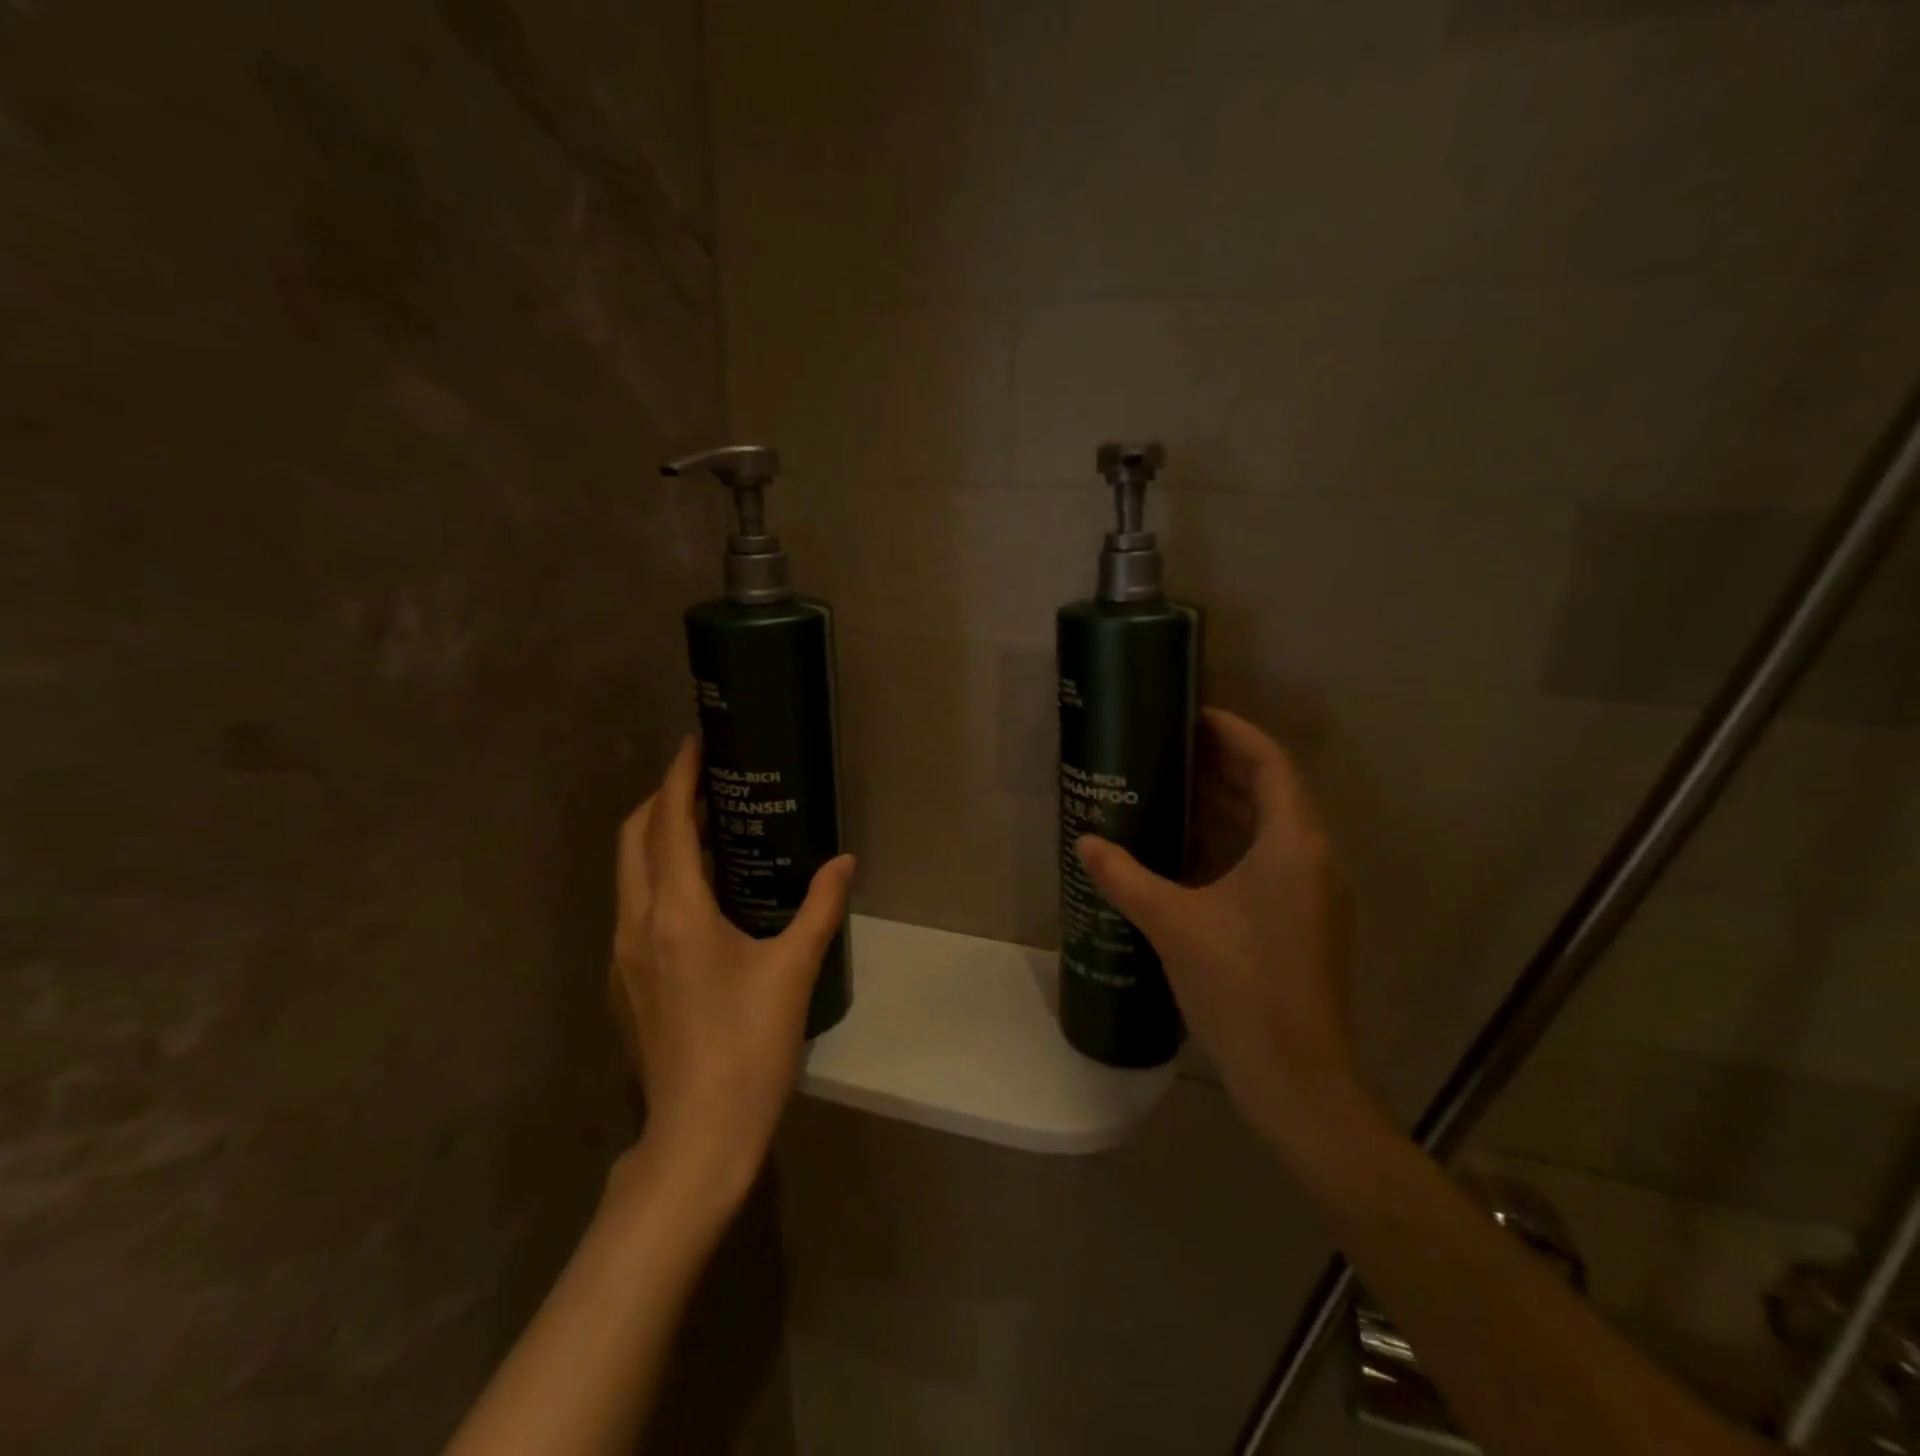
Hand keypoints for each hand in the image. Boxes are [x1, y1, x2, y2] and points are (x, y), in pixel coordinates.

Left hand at [607, 737, 854, 1206]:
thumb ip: (821, 907)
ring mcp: (623, 956)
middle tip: (707, 780)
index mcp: (675, 912)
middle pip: (634, 838)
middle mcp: (636, 924)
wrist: (697, 1137)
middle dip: (663, 798)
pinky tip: (700, 895)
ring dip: (659, 838)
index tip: (697, 742)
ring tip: (708, 827)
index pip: (668, 823)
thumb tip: (844, 862)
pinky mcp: (626, 982)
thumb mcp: (794, 969)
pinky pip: (635, 906)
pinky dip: (659, 877)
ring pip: (629, 873)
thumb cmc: (749, 1046)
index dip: (679, 776)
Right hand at [1073, 708, 1364, 1159]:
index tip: (1193, 716)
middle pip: (1271, 791)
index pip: (1270, 763)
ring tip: (1170, 789)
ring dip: (1224, 806)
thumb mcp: (1172, 923)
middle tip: (1169, 749)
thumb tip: (1085, 842)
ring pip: (1269, 829)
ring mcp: (1313, 893)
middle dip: (1222, 766)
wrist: (1295, 1078)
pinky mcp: (1303, 921)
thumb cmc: (1239, 987)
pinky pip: (1267, 861)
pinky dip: (1230, 844)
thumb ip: (1126, 877)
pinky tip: (1185, 851)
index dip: (1234, 732)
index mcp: (1294, 845)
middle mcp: (1313, 859)